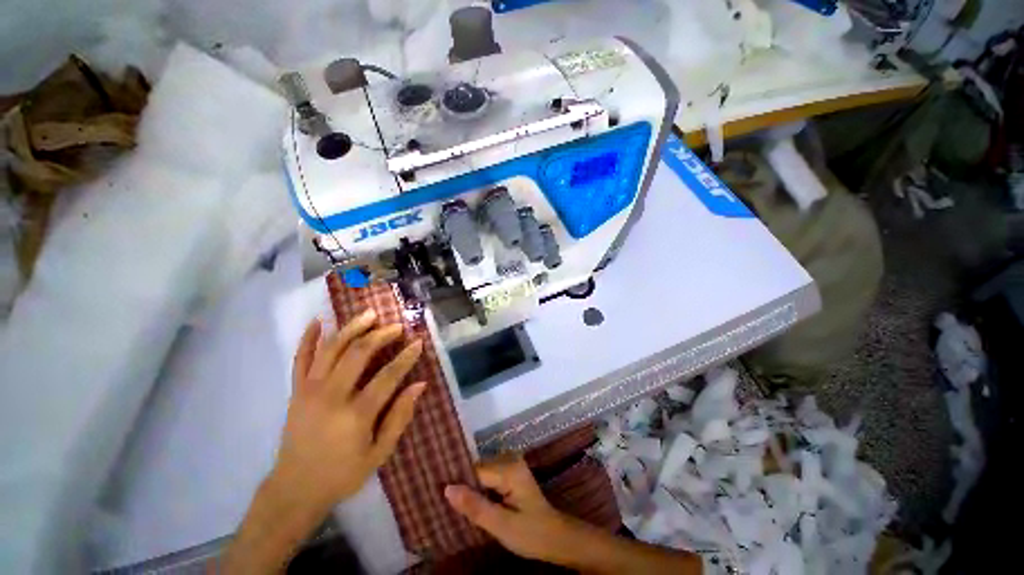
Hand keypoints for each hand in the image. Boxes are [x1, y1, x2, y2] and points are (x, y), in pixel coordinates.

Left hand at [272, 310, 426, 512]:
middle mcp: (331, 396)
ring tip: (369, 314)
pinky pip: (299, 359)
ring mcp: (309, 391)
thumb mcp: (379, 453)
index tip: (418, 342)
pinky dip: (308, 338)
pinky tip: (317, 321)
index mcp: (355, 415)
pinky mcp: (295, 392)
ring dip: (351, 328)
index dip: (405, 357)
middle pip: (358, 354)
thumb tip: (420, 385)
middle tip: (397, 326)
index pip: (387, 377)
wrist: (294, 490)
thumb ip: (400, 417)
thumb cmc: (342, 474)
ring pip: (331, 350)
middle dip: (380, 335)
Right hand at [444, 456, 576, 563]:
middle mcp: (510, 459)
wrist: (555, 537)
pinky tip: (470, 502)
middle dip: (463, 485)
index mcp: (509, 469)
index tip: (438, 494)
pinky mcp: (511, 472)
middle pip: (478, 469)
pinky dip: (479, 488)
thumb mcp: (501, 526)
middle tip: (443, 503)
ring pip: (481, 472)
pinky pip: (488, 476)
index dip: (458, 483)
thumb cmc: (531, 534)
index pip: (475, 471)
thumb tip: (447, 488)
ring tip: (452, 503)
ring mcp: (511, 464)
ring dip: (470, 487)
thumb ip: (475, 507)